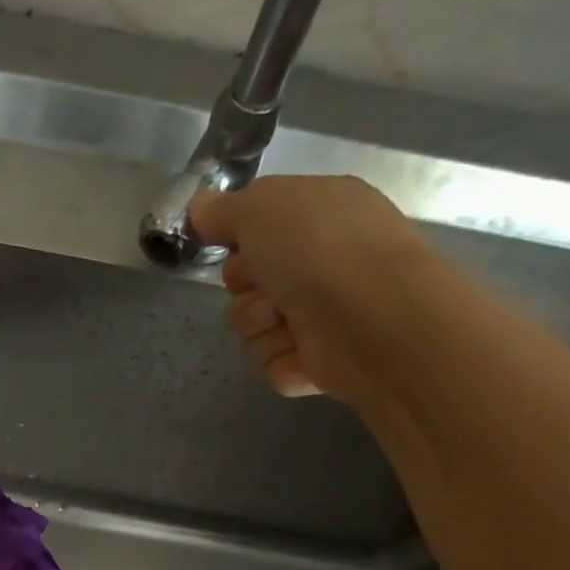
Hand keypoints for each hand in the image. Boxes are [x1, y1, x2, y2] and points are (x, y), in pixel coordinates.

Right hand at [190, 175, 453, 410]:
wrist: (369, 318)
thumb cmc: (319, 249)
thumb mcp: (260, 207)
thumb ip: (223, 209)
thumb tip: (199, 208)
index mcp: (320, 212)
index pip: (260, 226)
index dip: (239, 237)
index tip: (232, 243)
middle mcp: (322, 261)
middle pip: (248, 280)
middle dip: (243, 286)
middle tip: (261, 285)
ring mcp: (322, 313)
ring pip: (252, 325)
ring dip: (257, 324)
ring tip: (285, 320)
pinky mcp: (316, 361)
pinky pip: (270, 361)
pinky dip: (278, 356)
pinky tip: (300, 348)